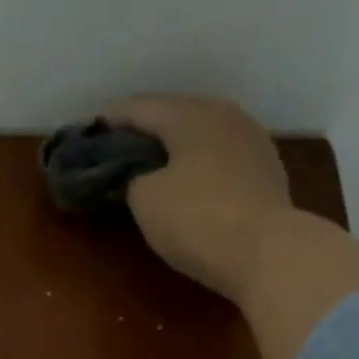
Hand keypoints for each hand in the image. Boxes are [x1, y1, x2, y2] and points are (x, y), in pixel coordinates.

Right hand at [103, 94, 294, 301]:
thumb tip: (140, 177)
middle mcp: (224, 115)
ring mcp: (252, 141)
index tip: (90, 132)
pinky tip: (192, 184)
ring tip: (156, 167)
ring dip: (177, 148)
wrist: (267, 251)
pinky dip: (201, 167)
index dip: (111, 120)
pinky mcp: (267, 172)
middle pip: (176, 116)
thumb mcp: (146, 201)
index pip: (140, 107)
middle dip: (147, 132)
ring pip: (203, 136)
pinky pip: (222, 160)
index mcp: (190, 114)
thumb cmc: (197, 219)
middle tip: (122, 150)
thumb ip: (133, 179)